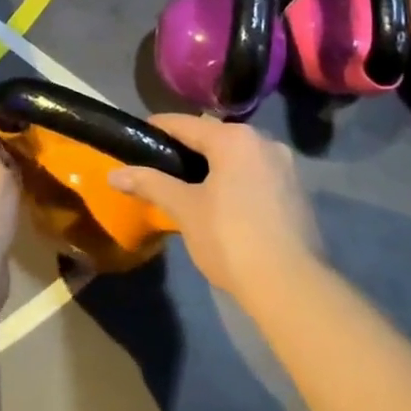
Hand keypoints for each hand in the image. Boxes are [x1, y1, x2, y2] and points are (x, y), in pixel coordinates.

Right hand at [110, 114, 320, 301]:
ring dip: (212, 165)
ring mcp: (285, 166)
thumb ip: (150, 184)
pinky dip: (235, 180)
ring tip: (187, 187)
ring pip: (237, 156)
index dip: (157, 129)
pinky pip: (255, 173)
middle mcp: (263, 142)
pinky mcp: (296, 192)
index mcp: (234, 138)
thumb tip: (114, 174)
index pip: (184, 123)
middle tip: (159, 167)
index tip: (137, 139)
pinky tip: (221, 204)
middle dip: (186, 148)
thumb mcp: (184, 209)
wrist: (291, 287)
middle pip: (213, 137)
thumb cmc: (230, 239)